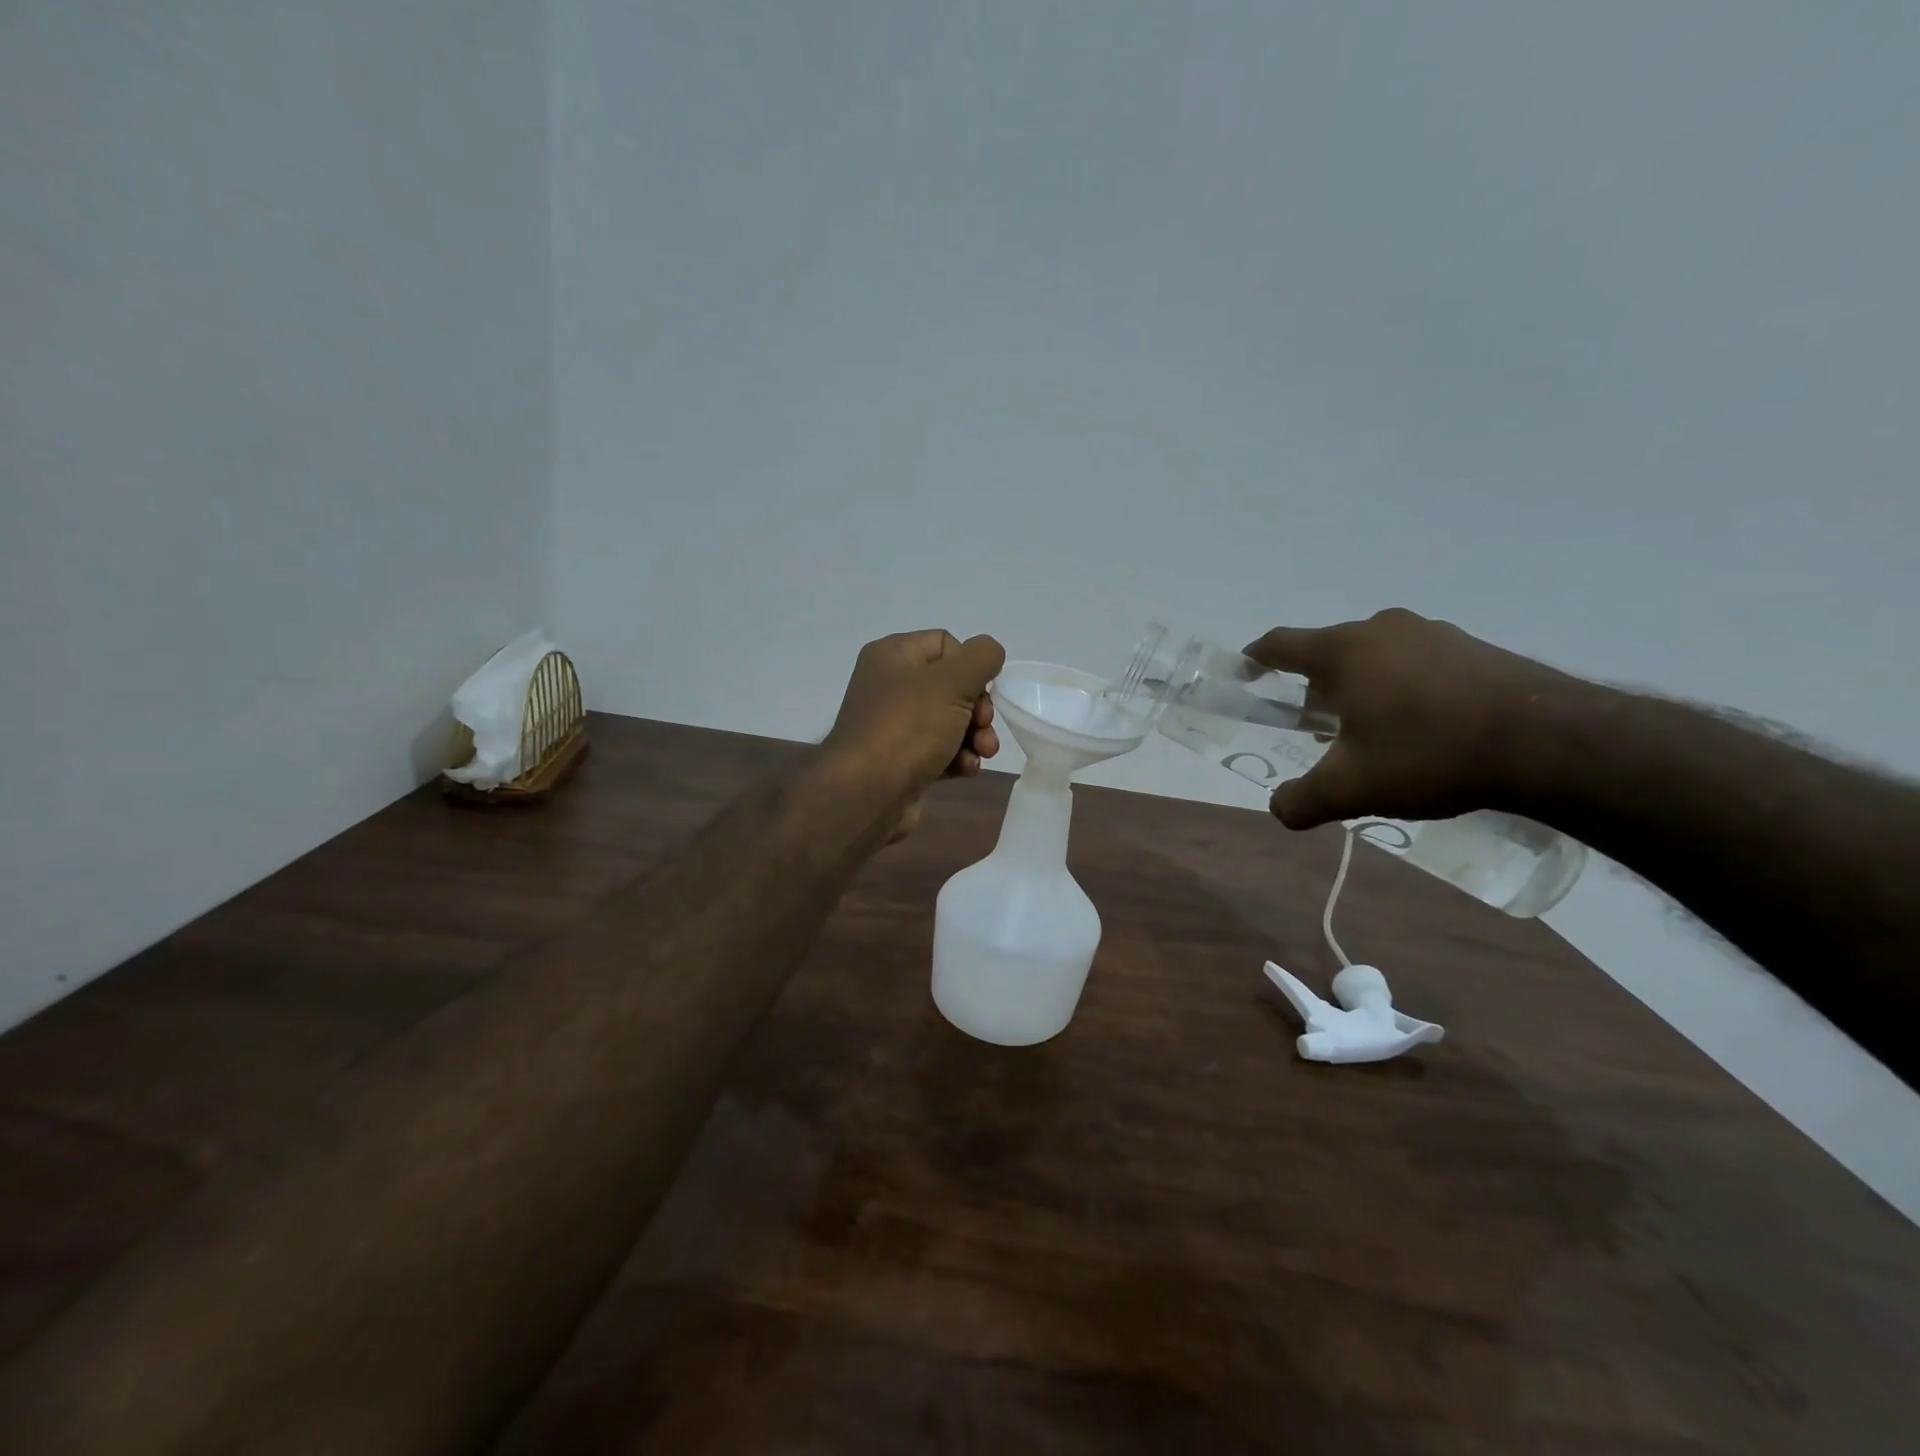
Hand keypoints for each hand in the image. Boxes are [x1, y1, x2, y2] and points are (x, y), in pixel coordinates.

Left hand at [825, 630, 1006, 837]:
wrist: (867, 794)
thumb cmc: (908, 727)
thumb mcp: (952, 682)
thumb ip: (981, 657)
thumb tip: (990, 652)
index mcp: (893, 655)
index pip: (946, 644)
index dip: (970, 666)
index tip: (978, 692)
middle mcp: (890, 685)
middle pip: (953, 686)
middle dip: (977, 710)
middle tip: (982, 727)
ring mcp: (894, 725)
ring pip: (950, 721)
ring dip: (973, 737)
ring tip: (982, 754)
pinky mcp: (901, 760)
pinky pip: (939, 750)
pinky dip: (957, 758)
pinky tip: (965, 771)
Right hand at [1244, 608, 1575, 829]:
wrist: (1551, 742)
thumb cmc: (1430, 754)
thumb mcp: (1353, 788)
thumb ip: (1302, 800)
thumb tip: (1279, 809)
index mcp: (1344, 651)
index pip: (1281, 643)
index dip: (1256, 657)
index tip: (1245, 672)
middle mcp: (1383, 629)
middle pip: (1329, 651)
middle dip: (1314, 685)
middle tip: (1318, 727)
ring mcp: (1434, 633)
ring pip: (1375, 655)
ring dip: (1361, 686)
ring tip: (1373, 731)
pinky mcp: (1474, 647)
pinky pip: (1417, 661)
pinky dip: (1403, 686)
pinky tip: (1423, 727)